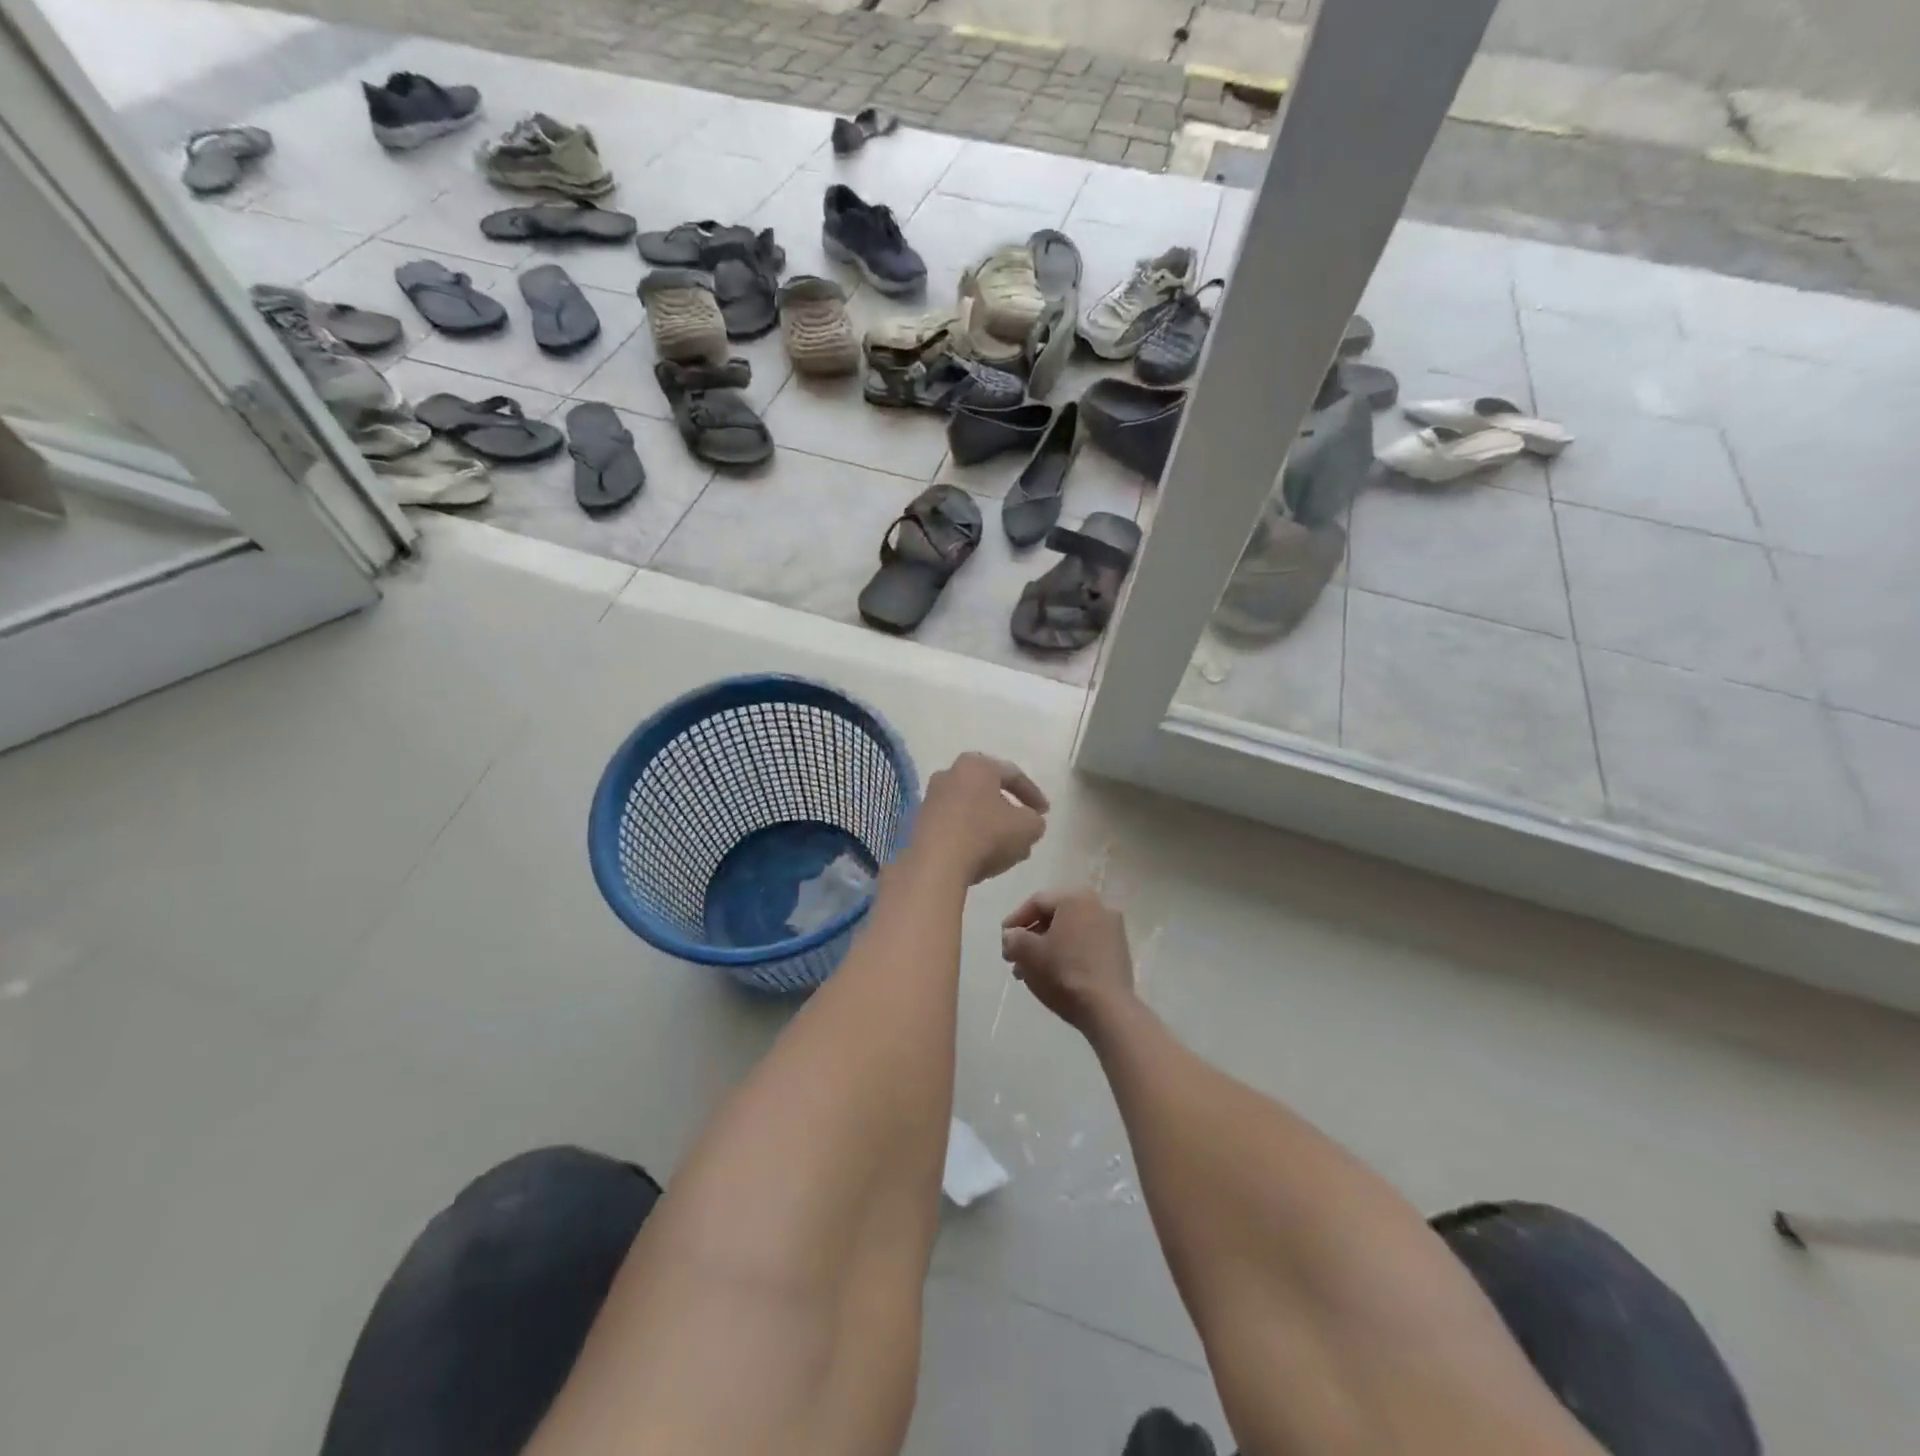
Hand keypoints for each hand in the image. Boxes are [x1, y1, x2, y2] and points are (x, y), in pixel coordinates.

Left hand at [912, 753, 1048, 884]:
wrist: (935, 864)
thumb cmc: (986, 836)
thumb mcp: (1027, 828)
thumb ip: (1035, 821)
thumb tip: (1029, 821)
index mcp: (977, 765)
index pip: (1013, 774)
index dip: (1033, 794)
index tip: (1045, 813)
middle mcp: (950, 773)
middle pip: (988, 790)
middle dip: (1009, 810)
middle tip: (1024, 828)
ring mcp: (931, 798)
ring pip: (970, 809)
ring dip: (990, 825)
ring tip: (1006, 849)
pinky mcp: (919, 822)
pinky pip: (953, 824)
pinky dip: (970, 836)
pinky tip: (981, 857)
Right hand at [1000, 887, 1132, 1030]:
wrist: (1108, 1009)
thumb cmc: (1063, 973)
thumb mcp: (1027, 953)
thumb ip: (1013, 938)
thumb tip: (1012, 936)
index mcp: (1075, 899)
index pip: (1037, 902)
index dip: (1015, 919)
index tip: (1003, 939)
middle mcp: (1098, 907)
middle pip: (1054, 917)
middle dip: (1030, 937)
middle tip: (1014, 957)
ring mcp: (1113, 930)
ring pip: (1070, 933)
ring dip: (1047, 948)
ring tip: (1028, 972)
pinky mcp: (1120, 952)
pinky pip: (1085, 945)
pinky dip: (1067, 955)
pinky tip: (1053, 975)